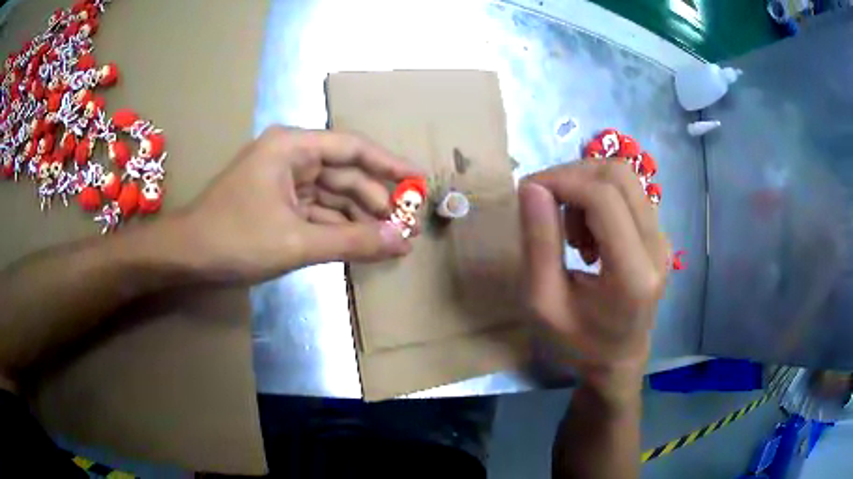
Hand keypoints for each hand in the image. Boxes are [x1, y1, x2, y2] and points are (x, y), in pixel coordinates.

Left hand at [174, 126, 421, 282]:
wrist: (187, 256)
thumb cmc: (235, 239)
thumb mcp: (296, 242)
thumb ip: (352, 240)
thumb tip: (402, 242)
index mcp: (292, 147)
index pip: (353, 148)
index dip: (389, 164)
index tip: (418, 180)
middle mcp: (291, 156)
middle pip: (345, 173)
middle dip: (377, 200)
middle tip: (408, 226)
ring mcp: (284, 180)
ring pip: (333, 195)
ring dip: (361, 217)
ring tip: (393, 240)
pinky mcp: (279, 203)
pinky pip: (318, 210)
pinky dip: (339, 226)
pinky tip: (362, 242)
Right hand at [519, 160, 668, 399]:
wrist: (618, 360)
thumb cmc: (577, 342)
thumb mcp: (543, 303)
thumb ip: (538, 244)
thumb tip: (531, 187)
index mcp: (633, 275)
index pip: (604, 198)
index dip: (562, 181)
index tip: (527, 191)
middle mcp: (657, 248)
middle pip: (619, 175)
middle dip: (573, 176)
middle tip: (545, 204)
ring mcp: (662, 239)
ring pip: (624, 178)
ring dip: (586, 187)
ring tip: (569, 231)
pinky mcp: (659, 235)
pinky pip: (628, 193)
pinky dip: (599, 197)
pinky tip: (587, 233)